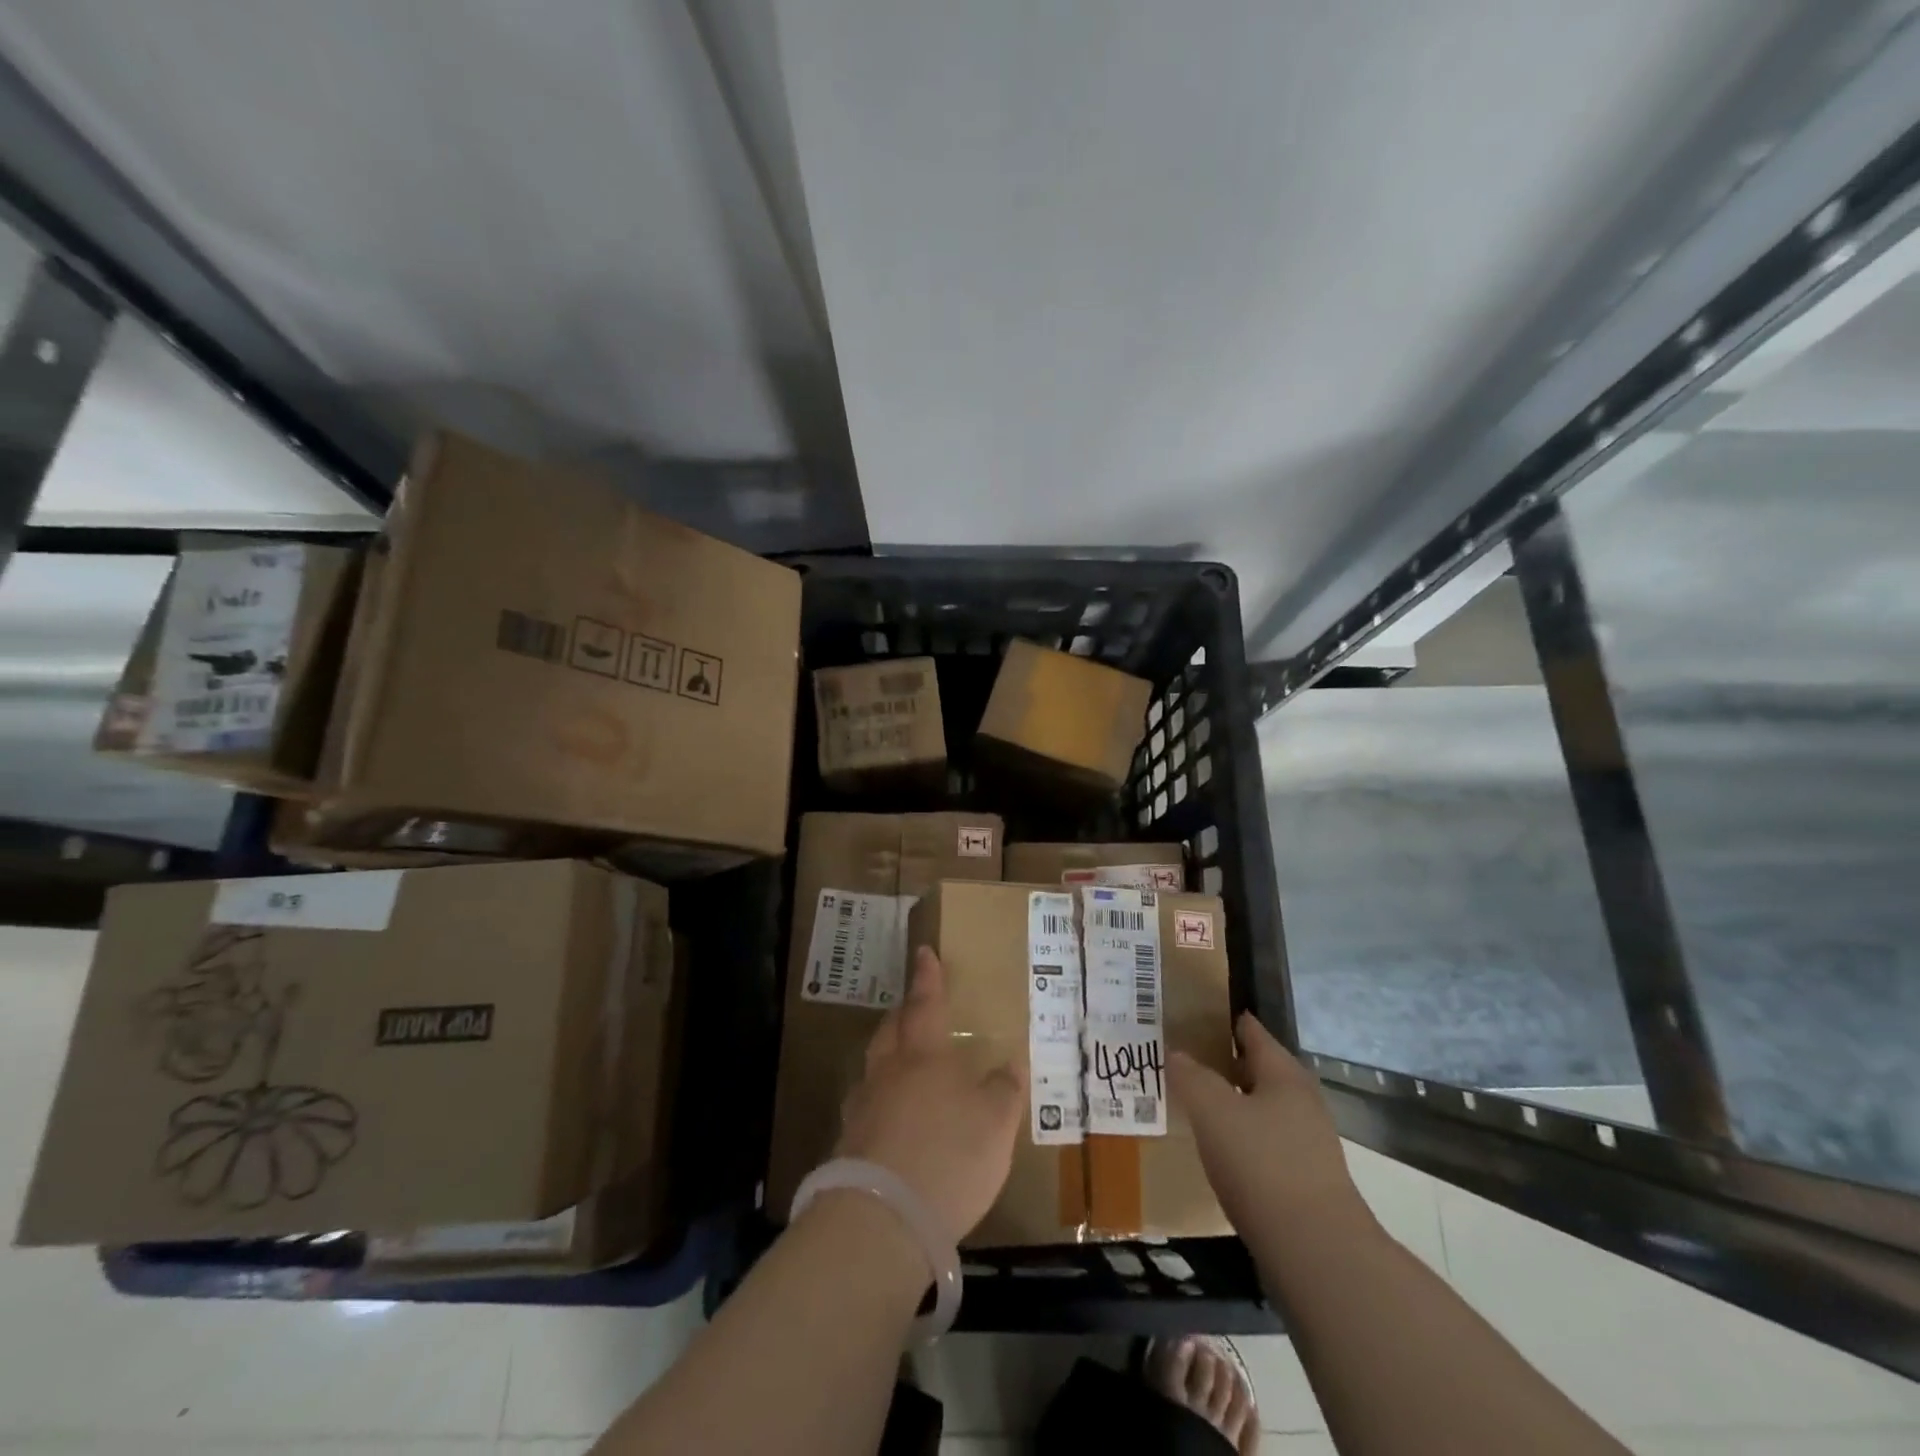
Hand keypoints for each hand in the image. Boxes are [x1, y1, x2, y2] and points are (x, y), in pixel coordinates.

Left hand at [834, 946, 1025, 1246]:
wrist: (882, 1219)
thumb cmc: (949, 1156)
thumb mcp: (995, 1124)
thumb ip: (1004, 1091)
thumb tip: (1011, 1063)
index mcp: (923, 1056)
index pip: (926, 1004)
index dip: (928, 978)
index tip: (923, 952)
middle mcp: (887, 1072)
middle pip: (891, 1030)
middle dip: (902, 1014)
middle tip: (912, 1007)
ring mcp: (862, 1108)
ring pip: (873, 1067)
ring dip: (887, 1056)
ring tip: (900, 1062)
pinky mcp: (848, 1146)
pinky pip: (866, 1107)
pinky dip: (879, 1102)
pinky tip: (889, 1119)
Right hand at [1170, 1012, 1365, 1235]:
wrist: (1316, 1252)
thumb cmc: (1262, 1165)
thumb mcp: (1213, 1111)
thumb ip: (1191, 1076)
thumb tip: (1176, 1052)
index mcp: (1285, 1075)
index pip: (1252, 1032)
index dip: (1225, 1020)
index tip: (1193, 1016)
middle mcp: (1302, 1102)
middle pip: (1260, 1070)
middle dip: (1225, 1064)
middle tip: (1185, 1061)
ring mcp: (1309, 1144)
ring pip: (1263, 1109)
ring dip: (1232, 1104)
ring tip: (1196, 1105)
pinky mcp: (1306, 1181)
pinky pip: (1266, 1144)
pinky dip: (1242, 1138)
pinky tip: (1220, 1152)